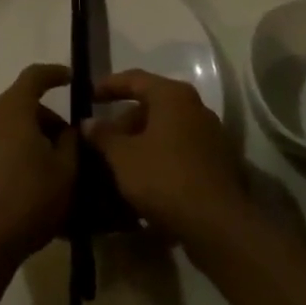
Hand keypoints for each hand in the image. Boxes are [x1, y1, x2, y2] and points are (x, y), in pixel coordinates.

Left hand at [0, 64, 77, 267]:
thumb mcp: (66, 171)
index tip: (72, 78)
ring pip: (13, 125)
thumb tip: (69, 130)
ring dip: (35, 137)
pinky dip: (20, 150)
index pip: (34, 76)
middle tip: (72, 143)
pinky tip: (37, 178)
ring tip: (58, 165)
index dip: (55, 74)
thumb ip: (72, 142)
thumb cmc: (29, 199)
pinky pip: (2, 143)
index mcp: (12, 109)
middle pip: (24, 104)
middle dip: (50, 118)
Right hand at [87, 70, 250, 252]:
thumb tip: (88, 122)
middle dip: (124, 121)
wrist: (217, 225)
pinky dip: (158, 155)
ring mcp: (210, 135)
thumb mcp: (123, 157)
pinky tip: (142, 177)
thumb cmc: (164, 178)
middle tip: (101, 139)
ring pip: (165, 129)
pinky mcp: (217, 162)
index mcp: (173, 96)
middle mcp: (195, 108)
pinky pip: (179, 148)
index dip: (108, 86)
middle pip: (152, 105)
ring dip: (140, 140)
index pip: (134, 79)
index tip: (88, 97)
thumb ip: (103, 135)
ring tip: (117, 161)